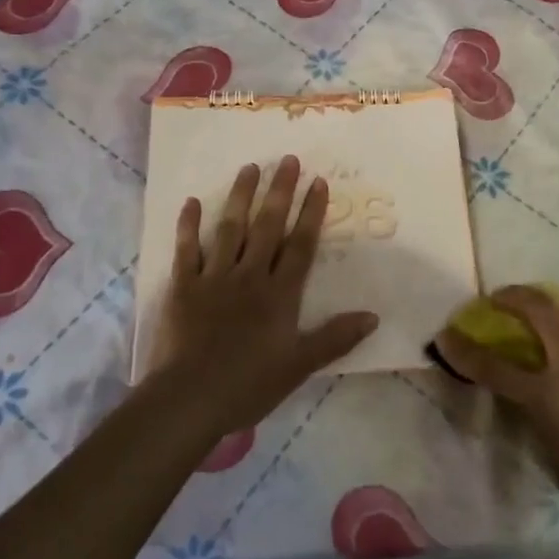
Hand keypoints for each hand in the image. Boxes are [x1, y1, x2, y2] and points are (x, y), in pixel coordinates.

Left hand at [144, 158, 377, 438]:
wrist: (190, 399)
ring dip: (241, 196)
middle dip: (280, 191)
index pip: (301, 245)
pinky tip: (192, 202)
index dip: (311, 212)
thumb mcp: (300, 365)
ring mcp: (215, 277)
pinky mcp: (184, 286)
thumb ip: (335, 338)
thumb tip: (374, 316)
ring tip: (249, 168)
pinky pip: (187, 250)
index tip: (318, 182)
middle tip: (287, 159)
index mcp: (280, 293)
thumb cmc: (249, 384)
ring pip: (231, 228)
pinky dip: (189, 226)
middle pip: (268, 226)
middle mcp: (250, 275)